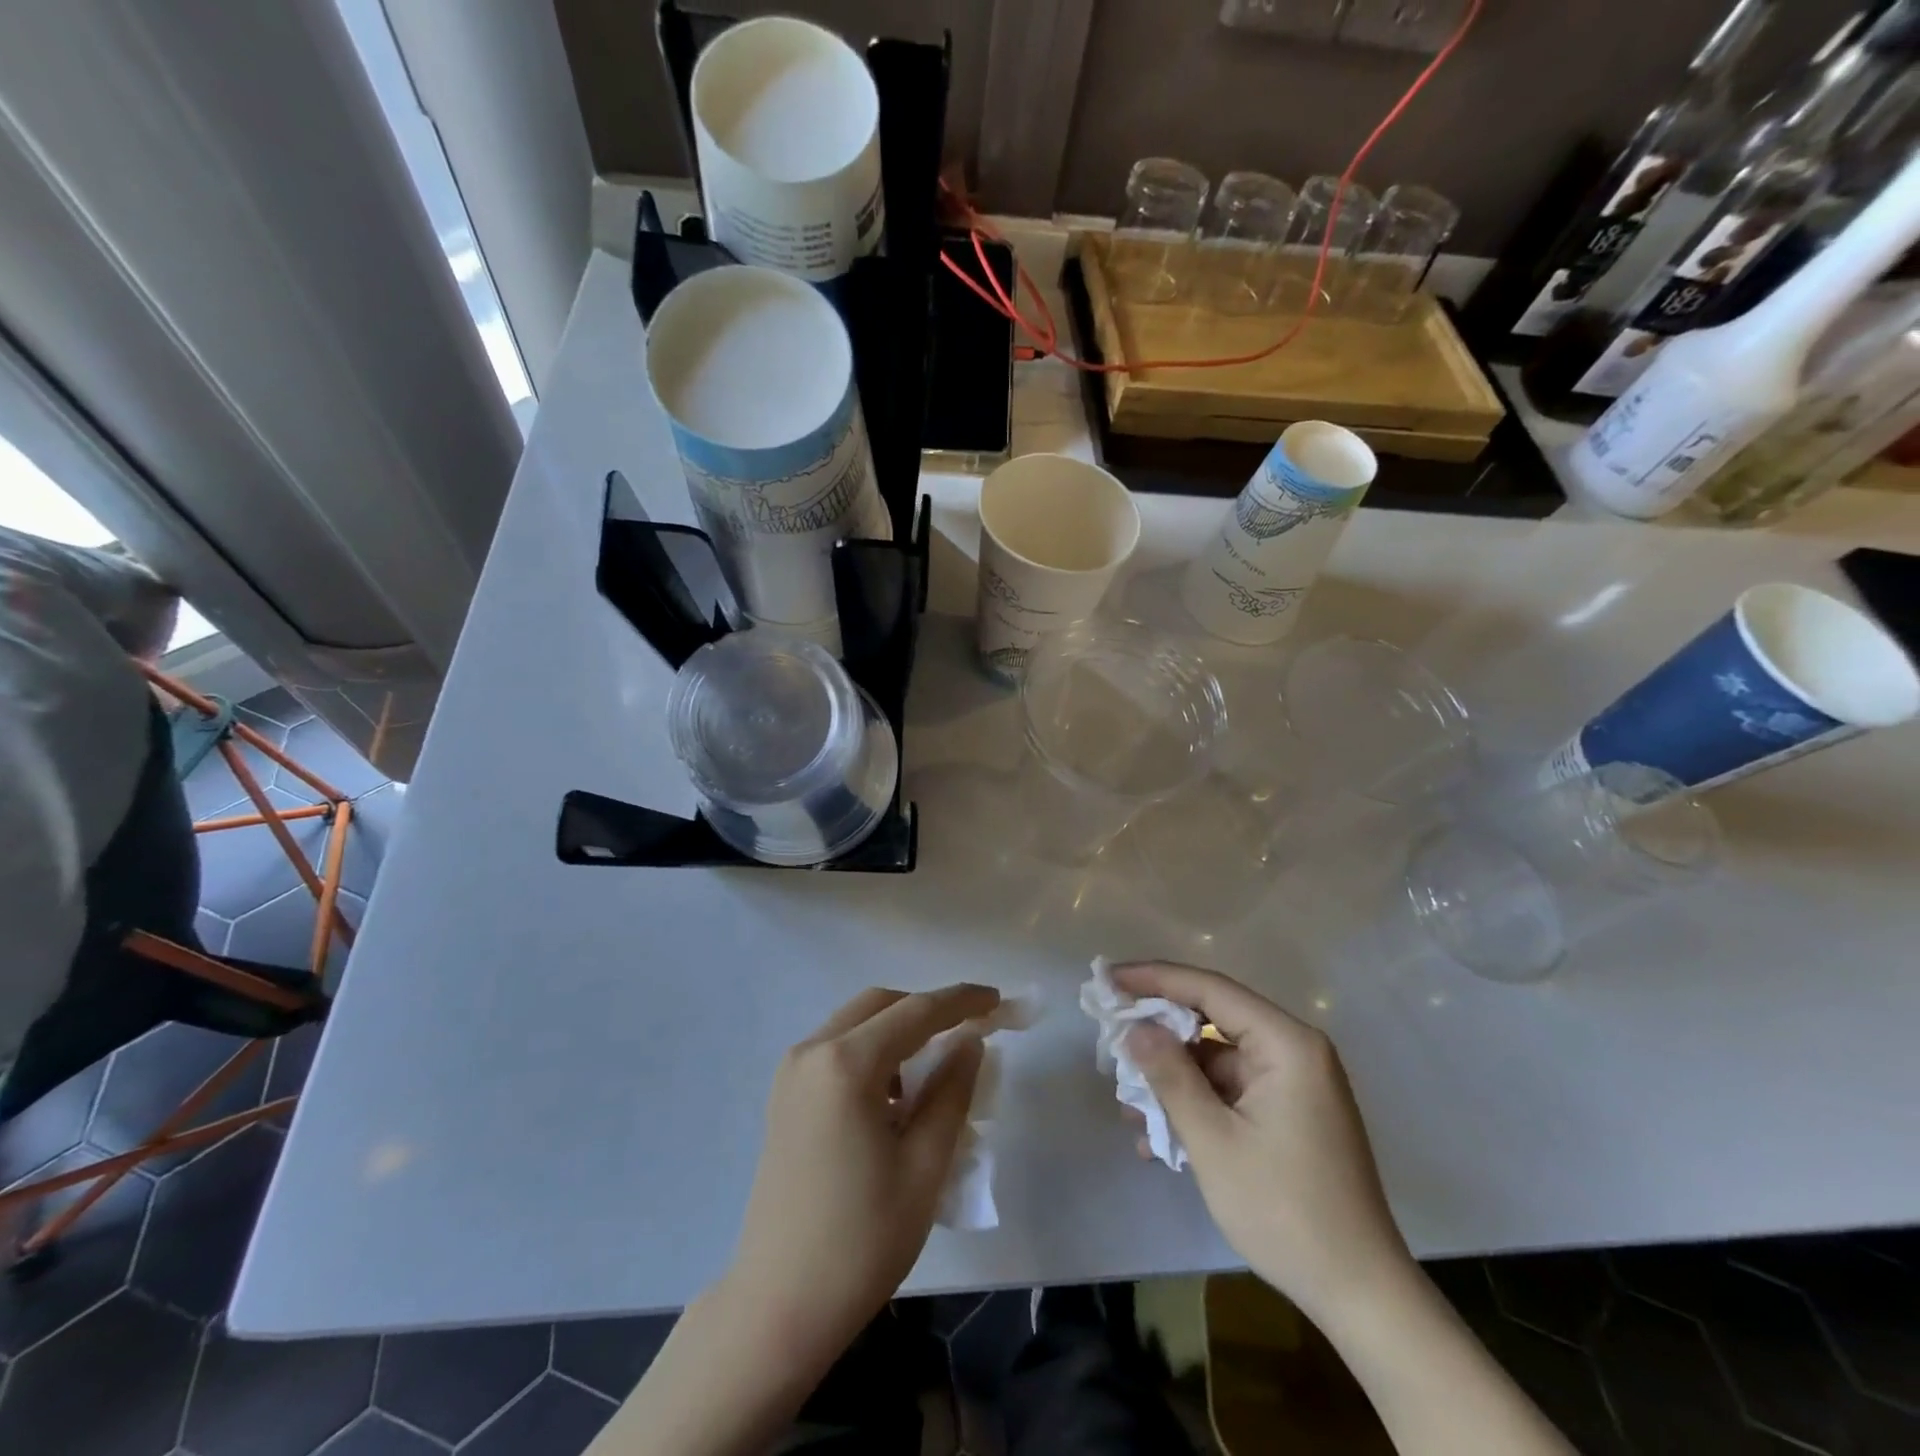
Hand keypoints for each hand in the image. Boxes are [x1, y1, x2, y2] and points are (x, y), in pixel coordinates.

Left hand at [722, 983, 997, 1367]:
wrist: (779, 1306)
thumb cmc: (861, 1240)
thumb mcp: (925, 1166)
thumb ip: (952, 1092)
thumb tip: (970, 1042)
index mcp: (846, 1064)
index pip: (915, 1012)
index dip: (961, 1001)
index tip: (997, 999)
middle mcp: (811, 1052)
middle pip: (880, 1005)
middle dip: (927, 1010)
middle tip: (969, 1031)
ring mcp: (791, 1072)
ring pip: (856, 1023)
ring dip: (898, 1032)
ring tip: (933, 1074)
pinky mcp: (784, 1095)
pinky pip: (836, 1049)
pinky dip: (872, 1052)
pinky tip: (893, 1097)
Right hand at [1113, 961, 1410, 1324]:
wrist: (1359, 1294)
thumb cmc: (1284, 1209)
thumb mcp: (1213, 1141)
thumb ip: (1170, 1075)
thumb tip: (1135, 1027)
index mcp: (1286, 1044)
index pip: (1210, 990)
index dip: (1155, 978)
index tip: (1109, 978)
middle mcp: (1294, 1052)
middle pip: (1213, 1020)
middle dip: (1160, 1034)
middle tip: (1111, 1039)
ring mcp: (1293, 1085)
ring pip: (1217, 1060)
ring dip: (1173, 1079)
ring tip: (1128, 1105)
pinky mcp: (1290, 1115)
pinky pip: (1231, 1091)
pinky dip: (1197, 1104)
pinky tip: (1159, 1137)